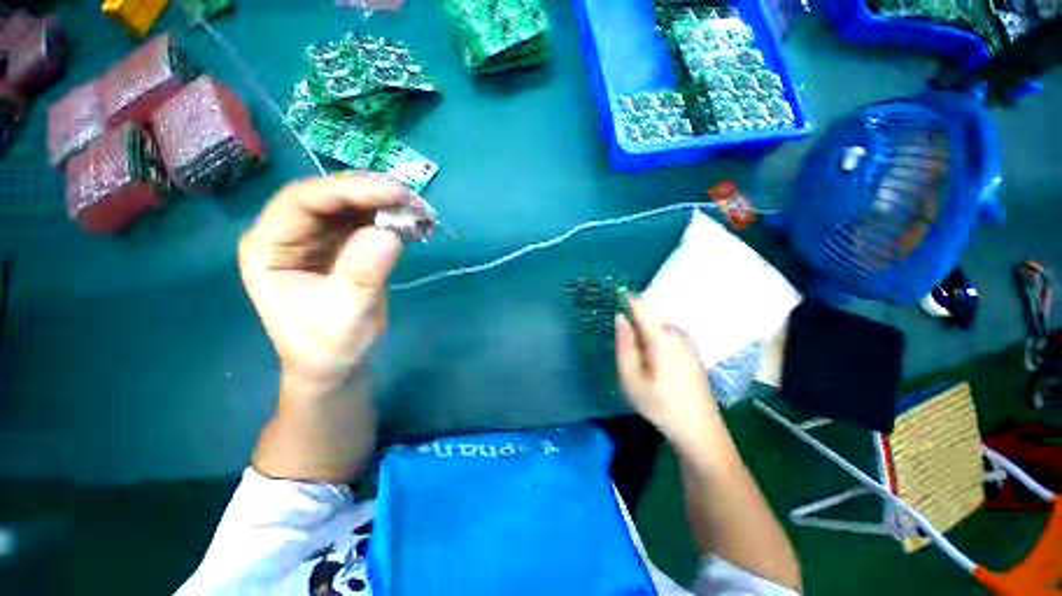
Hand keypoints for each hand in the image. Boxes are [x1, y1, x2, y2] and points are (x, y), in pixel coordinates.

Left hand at [238, 173, 415, 394]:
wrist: (337, 363)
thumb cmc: (329, 347)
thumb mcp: (345, 317)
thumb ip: (362, 275)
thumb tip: (389, 234)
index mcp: (269, 247)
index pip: (302, 201)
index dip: (348, 190)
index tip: (394, 195)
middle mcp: (291, 233)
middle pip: (329, 196)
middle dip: (372, 193)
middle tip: (413, 201)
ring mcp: (319, 237)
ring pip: (352, 204)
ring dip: (387, 204)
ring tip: (420, 212)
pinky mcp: (345, 244)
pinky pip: (369, 220)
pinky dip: (393, 219)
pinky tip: (415, 225)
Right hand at [615, 294, 719, 443]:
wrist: (699, 430)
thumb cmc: (660, 405)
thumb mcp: (631, 378)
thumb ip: (624, 345)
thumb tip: (620, 317)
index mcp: (662, 338)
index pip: (642, 306)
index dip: (626, 297)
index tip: (613, 295)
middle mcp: (678, 333)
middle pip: (652, 312)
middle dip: (634, 314)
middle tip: (620, 331)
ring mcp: (688, 341)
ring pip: (661, 322)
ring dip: (644, 325)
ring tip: (633, 347)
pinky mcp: (692, 350)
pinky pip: (669, 331)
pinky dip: (655, 333)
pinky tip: (650, 354)